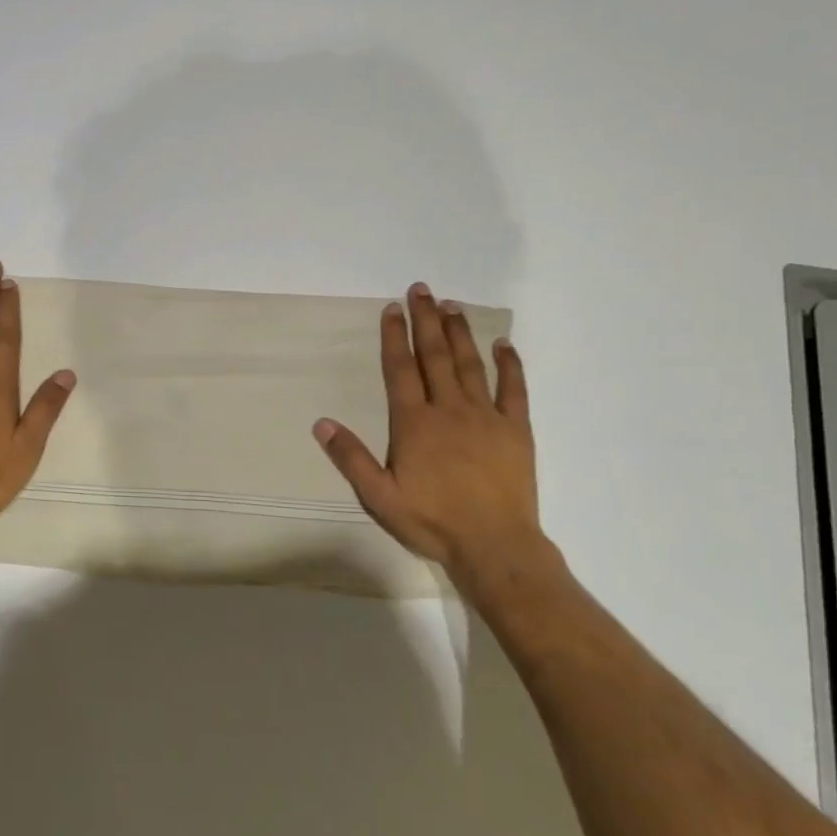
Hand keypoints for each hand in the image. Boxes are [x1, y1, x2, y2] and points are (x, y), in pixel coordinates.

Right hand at [313, 283, 556, 599]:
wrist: (495, 546)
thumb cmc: (432, 521)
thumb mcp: (379, 496)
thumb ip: (351, 458)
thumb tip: (321, 423)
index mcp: (414, 422)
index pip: (400, 369)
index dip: (394, 337)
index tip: (392, 309)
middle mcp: (449, 409)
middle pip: (434, 356)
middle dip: (425, 320)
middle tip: (420, 290)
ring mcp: (486, 416)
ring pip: (469, 364)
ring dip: (458, 333)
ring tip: (450, 305)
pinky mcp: (515, 429)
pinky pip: (514, 389)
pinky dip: (509, 364)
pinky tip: (503, 344)